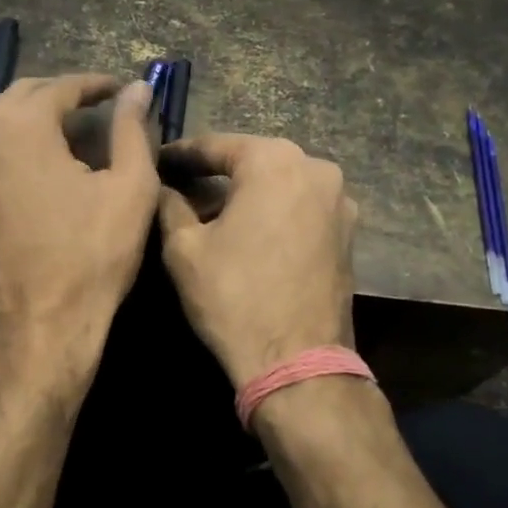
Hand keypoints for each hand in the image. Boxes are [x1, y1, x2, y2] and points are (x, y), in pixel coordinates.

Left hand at [0, 75, 158, 368]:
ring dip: (6, 119)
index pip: (61, 87)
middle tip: (86, 112)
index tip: (117, 89)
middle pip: (18, 96)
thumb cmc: (92, 258)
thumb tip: (138, 88)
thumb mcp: (130, 190)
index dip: (94, 85)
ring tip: (36, 139)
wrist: (36, 328)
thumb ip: (131, 130)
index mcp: (24, 125)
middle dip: (55, 97)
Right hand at [157, 134, 358, 388]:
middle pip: (253, 163)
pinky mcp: (349, 232)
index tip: (158, 161)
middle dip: (216, 175)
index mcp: (274, 160)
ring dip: (247, 196)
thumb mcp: (185, 248)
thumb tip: (162, 186)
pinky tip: (250, 236)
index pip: (216, 146)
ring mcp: (340, 201)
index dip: (181, 155)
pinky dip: (274, 214)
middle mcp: (316, 168)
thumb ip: (170, 204)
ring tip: (213, 218)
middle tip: (181, 191)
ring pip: (280, 186)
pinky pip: (301, 209)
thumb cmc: (235, 296)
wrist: (298, 361)